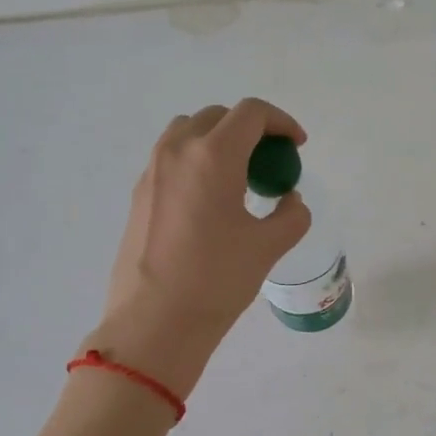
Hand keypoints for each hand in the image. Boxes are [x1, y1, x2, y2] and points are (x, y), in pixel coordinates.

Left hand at [88, 99, 311, 396]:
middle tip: (270, 162)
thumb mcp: (269, 246)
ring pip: (188, 133)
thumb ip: (291, 214)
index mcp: (213, 156)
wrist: (155, 322)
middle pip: (218, 117)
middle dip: (250, 130)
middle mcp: (177, 152)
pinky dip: (196, 162)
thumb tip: (289, 200)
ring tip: (238, 177)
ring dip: (218, 141)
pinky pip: (170, 159)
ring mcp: (151, 172)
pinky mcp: (138, 195)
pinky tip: (209, 202)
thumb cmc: (217, 280)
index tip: (297, 147)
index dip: (281, 122)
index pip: (251, 113)